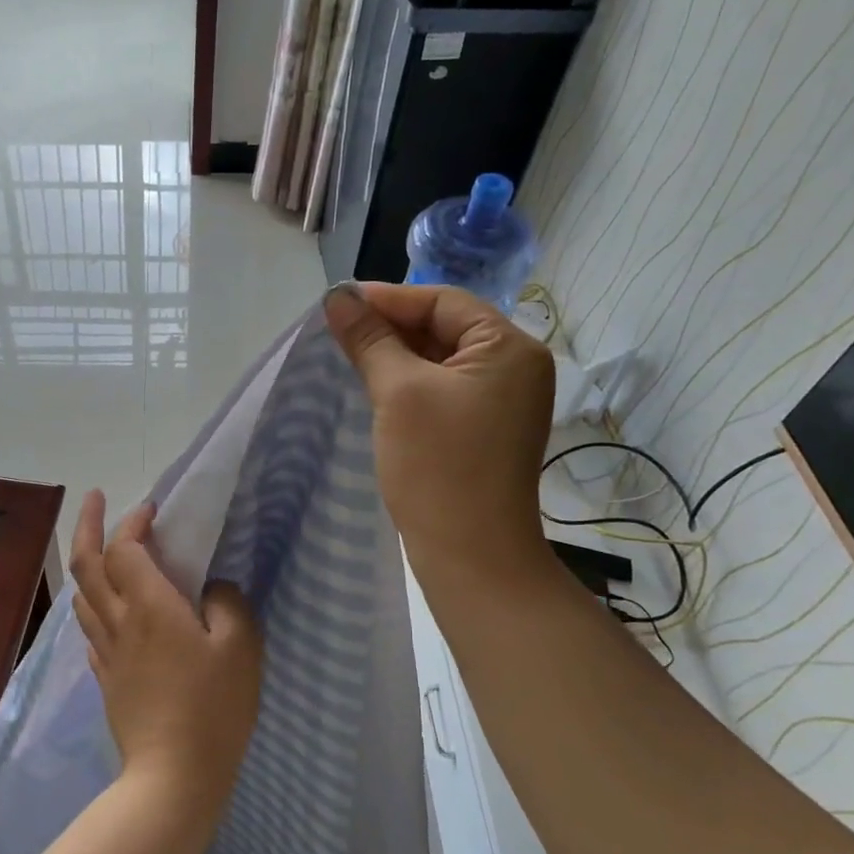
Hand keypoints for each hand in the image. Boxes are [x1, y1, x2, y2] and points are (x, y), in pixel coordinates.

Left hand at [69, 491, 262, 824]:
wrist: (173, 777)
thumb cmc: (213, 708)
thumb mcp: (240, 648)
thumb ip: (228, 604)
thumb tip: (212, 588)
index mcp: (150, 606)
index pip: (126, 549)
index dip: (133, 522)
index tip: (152, 510)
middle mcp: (119, 621)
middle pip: (87, 564)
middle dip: (88, 525)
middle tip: (96, 498)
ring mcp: (108, 652)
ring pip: (83, 595)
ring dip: (87, 562)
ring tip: (102, 548)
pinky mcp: (107, 678)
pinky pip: (91, 628)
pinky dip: (94, 603)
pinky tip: (108, 608)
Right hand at [324, 281, 555, 582]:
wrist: (472, 555)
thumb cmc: (438, 465)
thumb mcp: (398, 392)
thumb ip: (369, 339)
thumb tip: (337, 297)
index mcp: (510, 348)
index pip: (443, 302)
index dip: (388, 298)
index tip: (337, 304)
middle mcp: (516, 368)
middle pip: (445, 328)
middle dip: (391, 327)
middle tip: (338, 331)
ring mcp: (503, 402)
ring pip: (441, 361)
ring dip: (396, 356)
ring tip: (348, 356)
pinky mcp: (485, 430)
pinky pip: (443, 390)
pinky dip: (409, 384)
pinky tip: (375, 388)